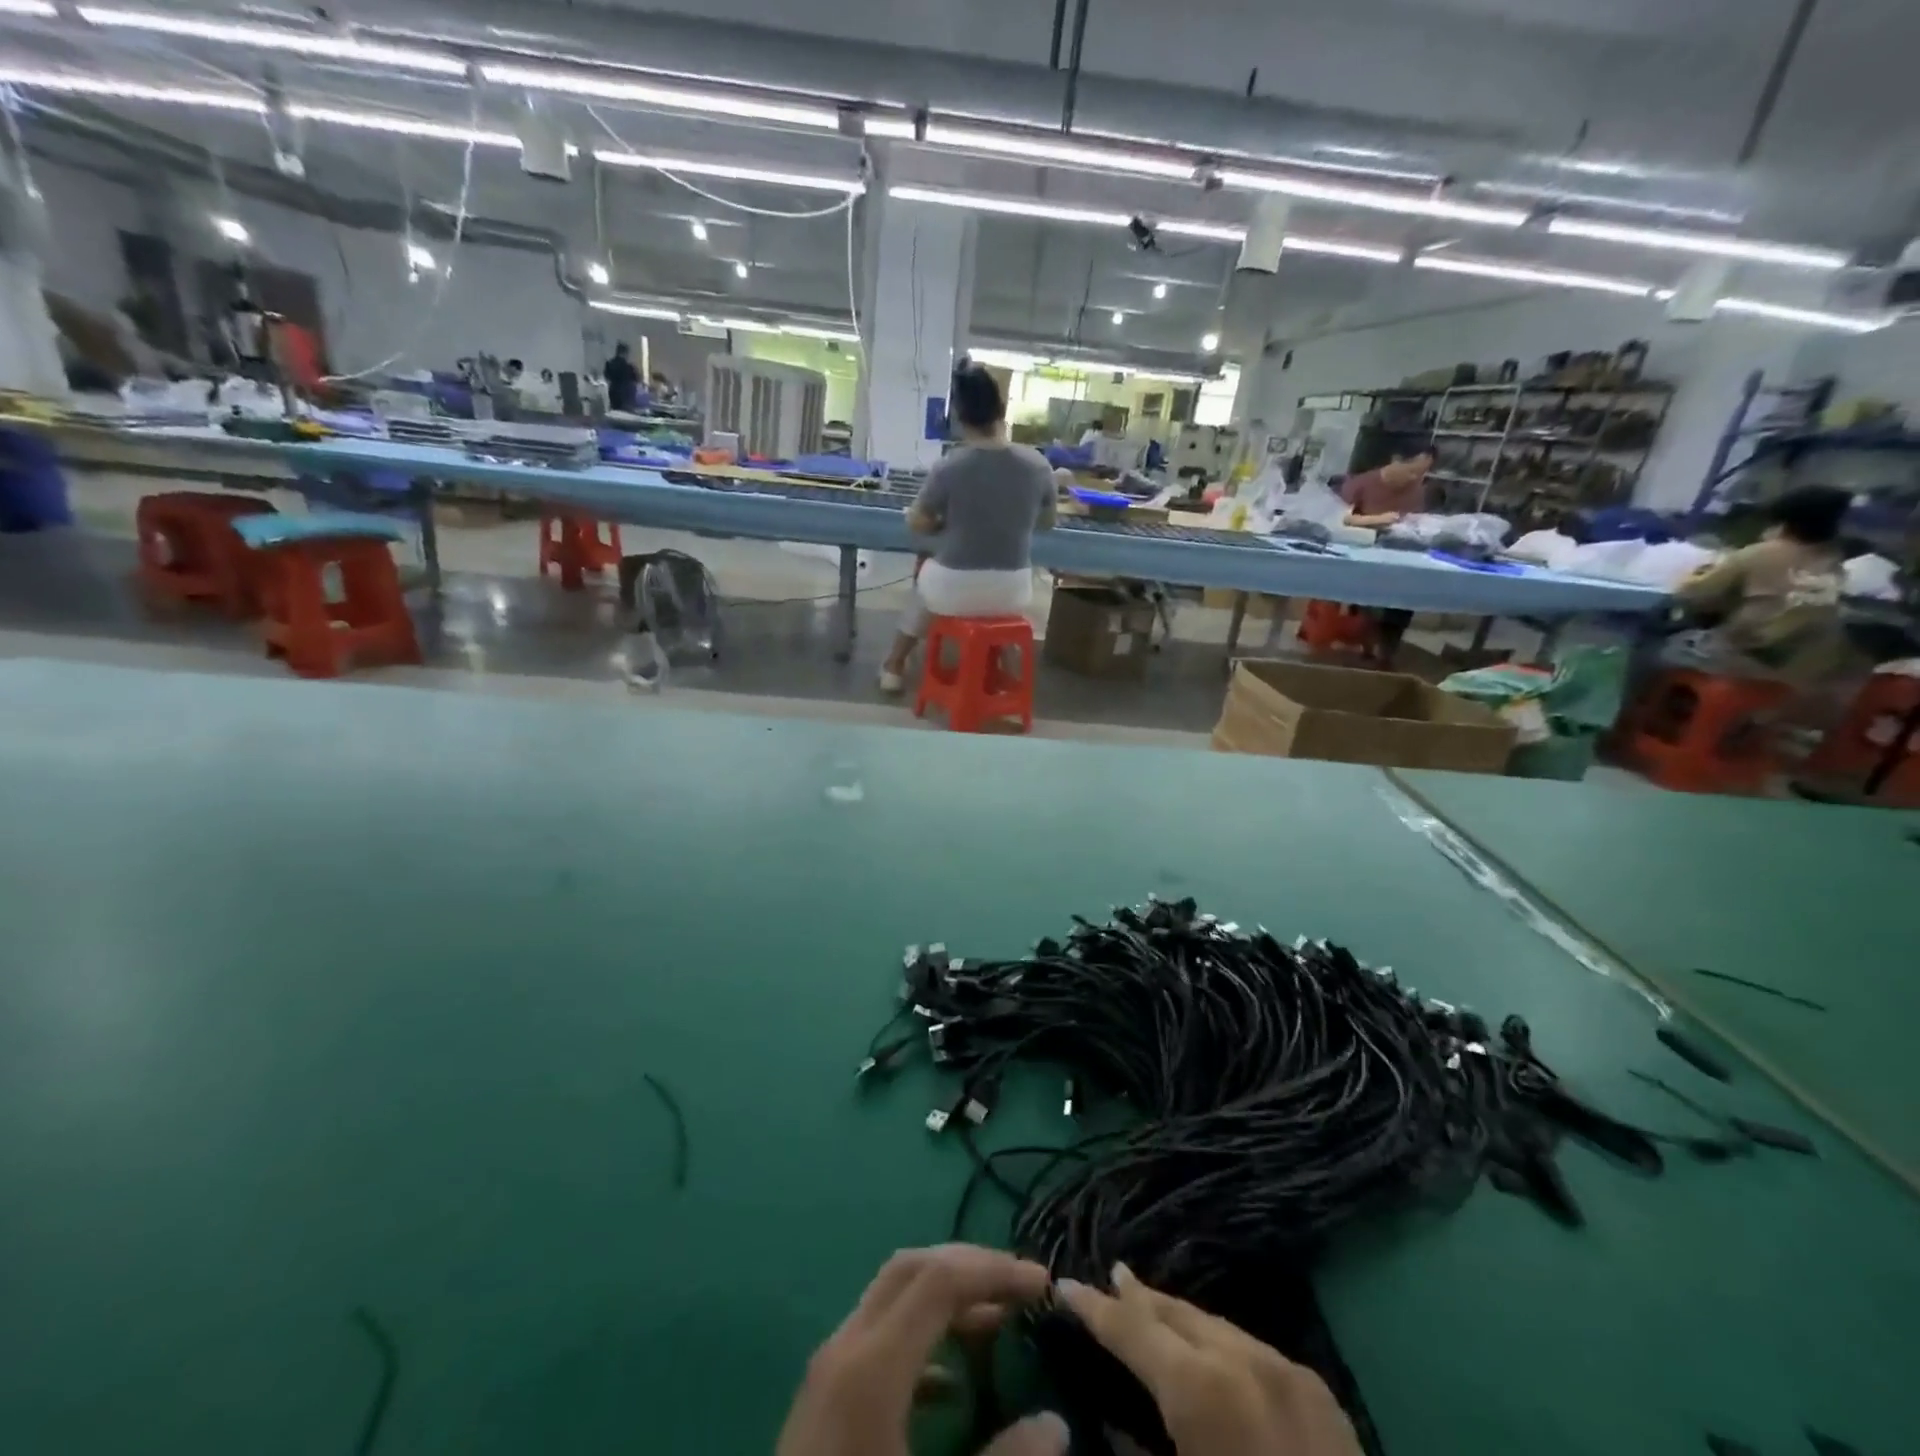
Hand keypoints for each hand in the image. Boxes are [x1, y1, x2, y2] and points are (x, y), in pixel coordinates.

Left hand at [777, 1244, 1067, 1455]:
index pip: (940, 1278)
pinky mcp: (823, 1399)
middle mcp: (845, 1347)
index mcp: (871, 1366)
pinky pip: (877, 1338)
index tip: (1042, 1283)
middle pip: (912, 1268)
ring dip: (946, 1296)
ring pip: (892, 1296)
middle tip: (1019, 1286)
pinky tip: (949, 1382)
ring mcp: (828, 1370)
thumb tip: (1055, 1424)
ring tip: (996, 1322)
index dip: (995, 1270)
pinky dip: (921, 1338)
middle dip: (970, 1266)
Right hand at [1057, 1263, 1361, 1455]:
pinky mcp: (1321, 1393)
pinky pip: (1253, 1350)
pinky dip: (1219, 1343)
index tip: (1064, 1284)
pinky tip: (1209, 1347)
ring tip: (1149, 1304)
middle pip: (1175, 1313)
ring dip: (1178, 1318)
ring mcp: (1288, 1370)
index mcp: (1202, 1388)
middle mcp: (1244, 1359)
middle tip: (1108, 1279)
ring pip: (1216, 1325)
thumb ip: (1135, 1450)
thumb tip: (1111, 1417)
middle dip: (1138, 1299)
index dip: (1094, 1308)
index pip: (1132, 1329)